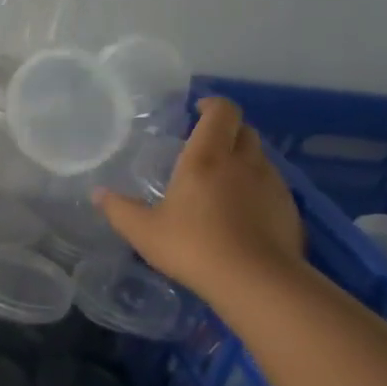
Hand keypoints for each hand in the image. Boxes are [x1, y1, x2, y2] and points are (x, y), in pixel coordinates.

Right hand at [94, 97, 304, 304]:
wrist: (256, 281)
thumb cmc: (193, 246)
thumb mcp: (144, 231)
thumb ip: (119, 209)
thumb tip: (98, 194)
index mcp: (206, 158)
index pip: (222, 112)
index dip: (213, 105)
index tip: (198, 109)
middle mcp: (243, 162)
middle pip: (244, 130)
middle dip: (227, 130)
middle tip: (206, 145)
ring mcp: (271, 184)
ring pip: (260, 157)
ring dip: (243, 159)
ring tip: (222, 180)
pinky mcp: (288, 208)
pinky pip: (271, 185)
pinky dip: (256, 187)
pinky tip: (242, 212)